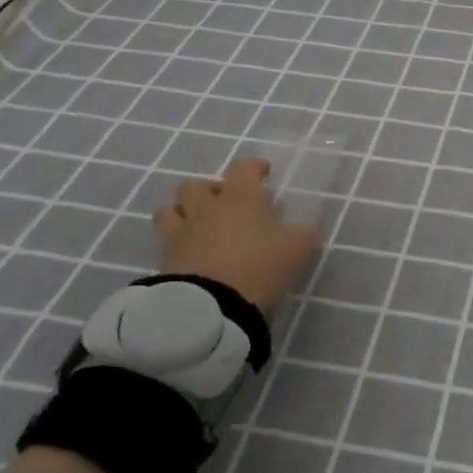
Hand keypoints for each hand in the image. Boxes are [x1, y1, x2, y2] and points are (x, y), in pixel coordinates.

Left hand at [151, 159, 321, 313]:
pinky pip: (165, 244)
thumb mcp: (299, 250)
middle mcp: (207, 208)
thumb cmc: (260, 265)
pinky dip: (177, 246)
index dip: (253, 168)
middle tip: (225, 204)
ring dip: (183, 214)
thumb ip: (305, 236)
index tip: (263, 173)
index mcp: (241, 197)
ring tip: (199, 228)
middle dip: (209, 191)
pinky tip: (192, 257)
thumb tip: (307, 232)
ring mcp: (182, 233)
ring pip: (170, 211)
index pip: (243, 168)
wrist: (212, 305)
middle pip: (196, 186)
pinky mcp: (165, 261)